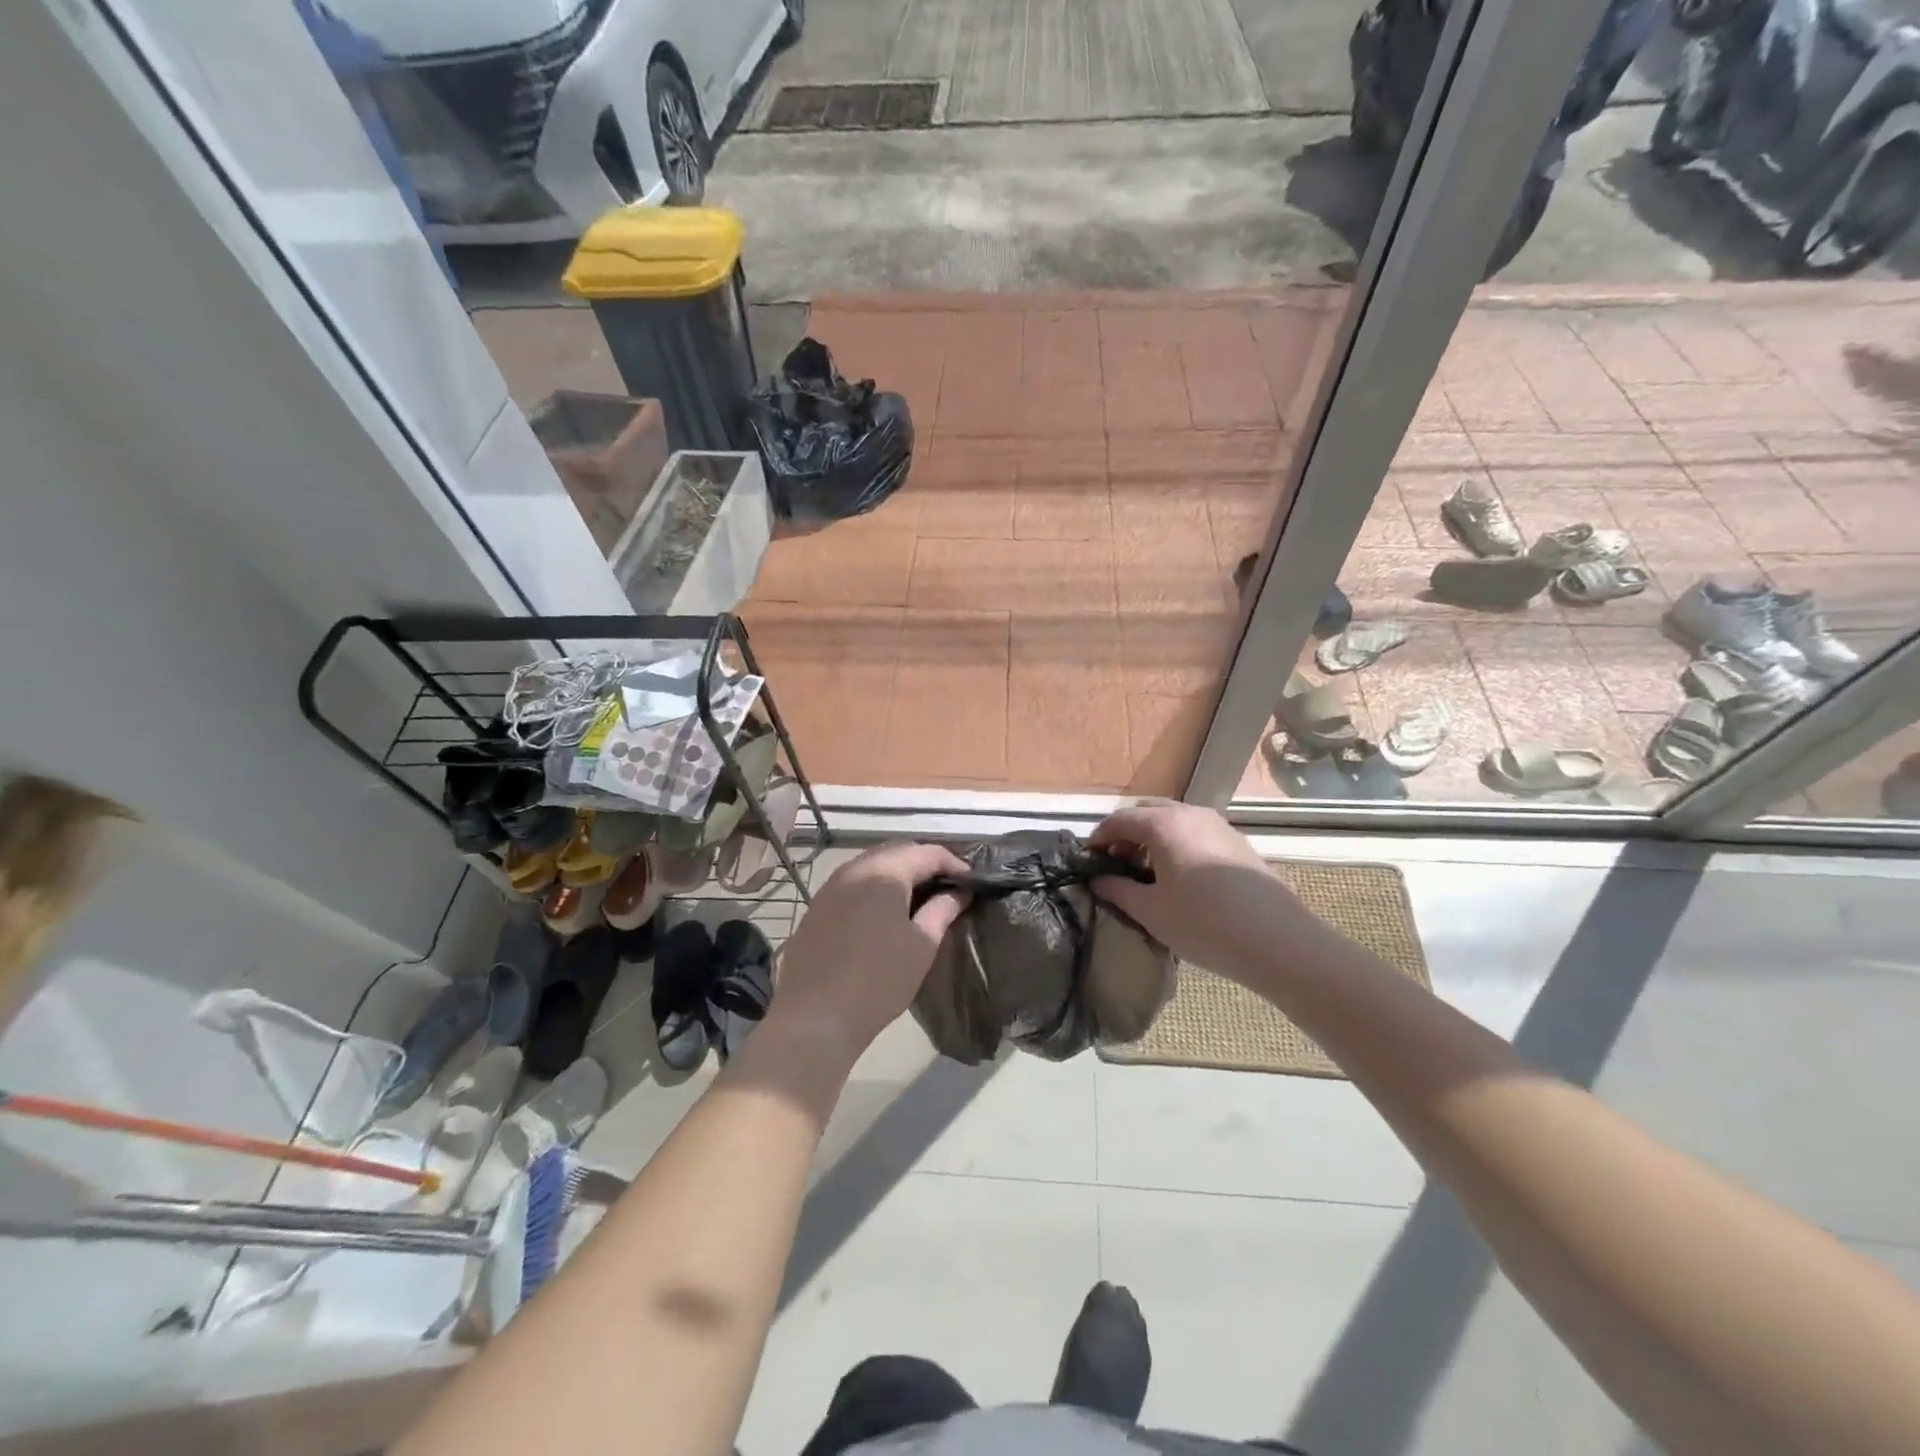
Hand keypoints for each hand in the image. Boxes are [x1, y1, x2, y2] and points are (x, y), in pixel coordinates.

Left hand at [768, 841, 970, 1064]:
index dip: (954, 863)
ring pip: (872, 866)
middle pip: (897, 852)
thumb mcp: (921, 945)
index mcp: (884, 872)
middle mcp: (854, 869)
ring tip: (919, 901)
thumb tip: (959, 891)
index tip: (971, 883)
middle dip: (925, 865)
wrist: (813, 1018)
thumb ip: (942, 910)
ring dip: (899, 876)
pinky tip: (884, 916)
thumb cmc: (878, 980)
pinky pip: (852, 885)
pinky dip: (875, 890)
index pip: (927, 852)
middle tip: (948, 889)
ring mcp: (830, 887)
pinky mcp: (816, 908)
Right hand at [1089, 802, 1313, 986]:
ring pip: (1174, 821)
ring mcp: (1218, 825)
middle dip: (1126, 834)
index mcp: (1164, 824)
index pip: (1119, 820)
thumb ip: (1117, 890)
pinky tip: (1179, 878)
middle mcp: (1190, 814)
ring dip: (1152, 839)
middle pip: (1147, 812)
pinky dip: (1176, 845)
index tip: (1088, 861)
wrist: (1278, 941)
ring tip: (1146, 874)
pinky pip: (1195, 833)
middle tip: (1115, 864)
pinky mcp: (1237, 843)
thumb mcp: (1150, 911)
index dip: (1098, 838)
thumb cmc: (1203, 924)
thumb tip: (1098, 881)